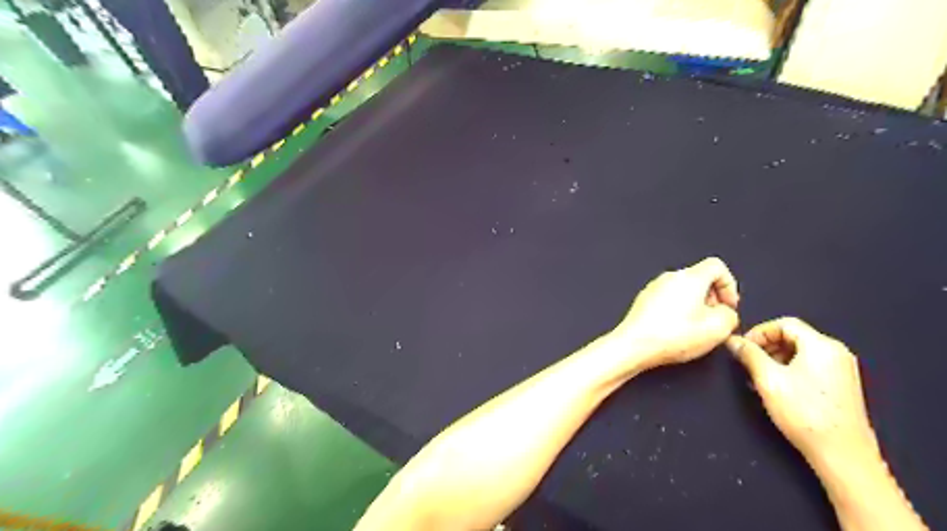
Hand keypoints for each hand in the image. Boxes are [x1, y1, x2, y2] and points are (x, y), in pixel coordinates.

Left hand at [618, 258, 742, 369]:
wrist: (634, 345)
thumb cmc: (669, 336)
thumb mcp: (718, 329)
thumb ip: (730, 315)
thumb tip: (726, 313)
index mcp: (690, 277)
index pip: (717, 266)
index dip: (729, 285)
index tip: (729, 304)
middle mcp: (670, 278)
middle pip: (699, 278)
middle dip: (712, 298)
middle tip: (715, 318)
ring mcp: (654, 288)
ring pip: (683, 290)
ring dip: (694, 306)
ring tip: (695, 328)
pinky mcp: (644, 300)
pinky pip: (667, 299)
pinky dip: (677, 311)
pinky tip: (677, 330)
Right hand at [726, 317, 879, 465]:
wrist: (842, 455)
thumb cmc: (805, 413)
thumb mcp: (768, 379)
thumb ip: (749, 354)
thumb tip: (733, 341)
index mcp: (822, 345)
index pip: (784, 323)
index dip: (759, 332)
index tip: (742, 348)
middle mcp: (836, 353)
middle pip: (793, 336)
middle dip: (766, 346)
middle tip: (747, 362)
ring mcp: (841, 370)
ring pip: (800, 352)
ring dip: (775, 359)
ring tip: (758, 377)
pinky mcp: (841, 386)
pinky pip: (809, 366)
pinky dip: (789, 369)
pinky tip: (777, 388)